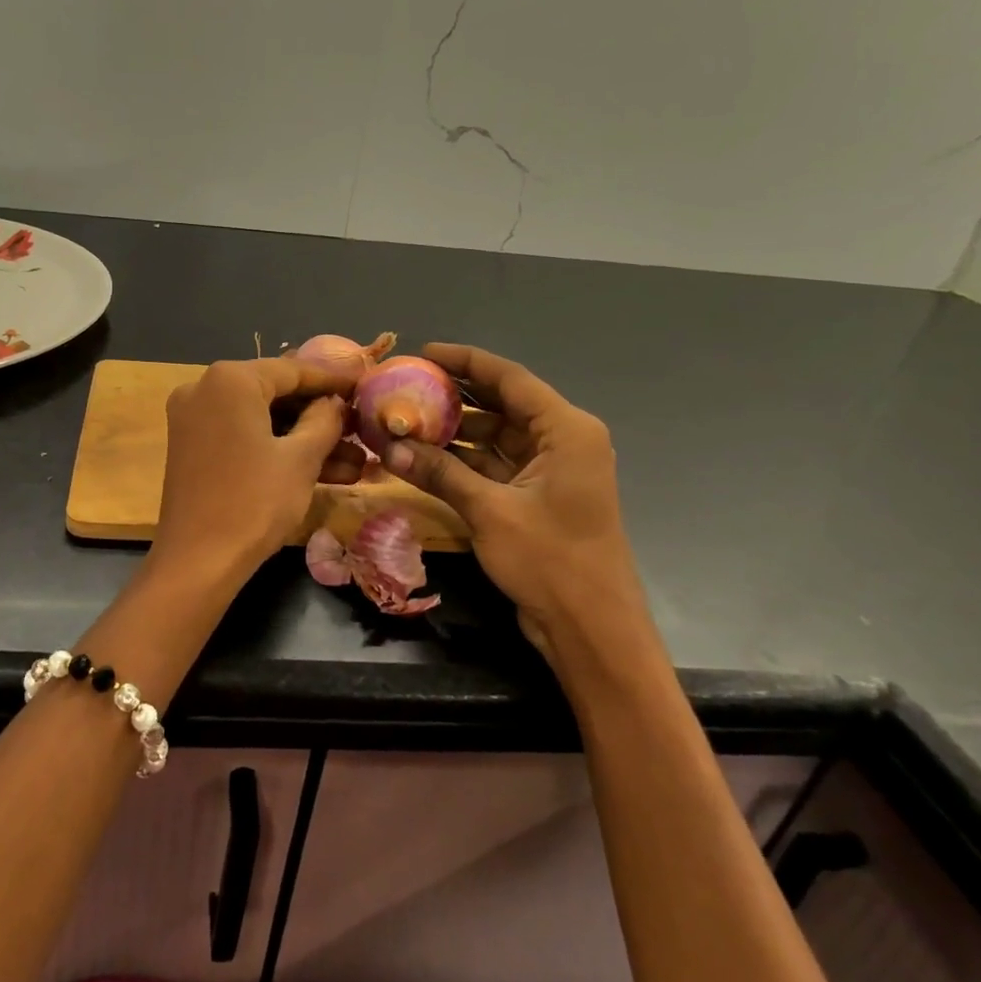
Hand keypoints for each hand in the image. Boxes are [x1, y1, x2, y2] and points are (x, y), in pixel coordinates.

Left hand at [153, 358, 362, 585]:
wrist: (197, 561)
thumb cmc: (254, 502)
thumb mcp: (301, 458)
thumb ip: (324, 420)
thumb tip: (334, 402)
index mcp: (230, 379)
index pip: (293, 369)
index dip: (333, 380)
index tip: (364, 385)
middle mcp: (205, 387)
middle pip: (275, 393)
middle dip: (321, 416)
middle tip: (359, 429)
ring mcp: (194, 417)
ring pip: (261, 419)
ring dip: (304, 439)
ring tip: (354, 462)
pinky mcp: (192, 446)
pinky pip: (243, 435)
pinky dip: (276, 449)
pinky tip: (322, 470)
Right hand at [381, 344, 648, 654]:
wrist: (591, 630)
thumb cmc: (551, 561)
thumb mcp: (490, 511)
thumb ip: (440, 472)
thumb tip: (389, 446)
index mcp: (565, 430)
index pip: (509, 379)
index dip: (465, 361)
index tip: (424, 351)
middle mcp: (561, 441)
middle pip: (501, 404)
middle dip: (454, 396)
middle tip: (405, 386)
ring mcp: (548, 470)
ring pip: (494, 436)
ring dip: (454, 432)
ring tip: (404, 420)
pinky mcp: (536, 496)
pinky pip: (494, 465)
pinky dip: (462, 461)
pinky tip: (423, 457)